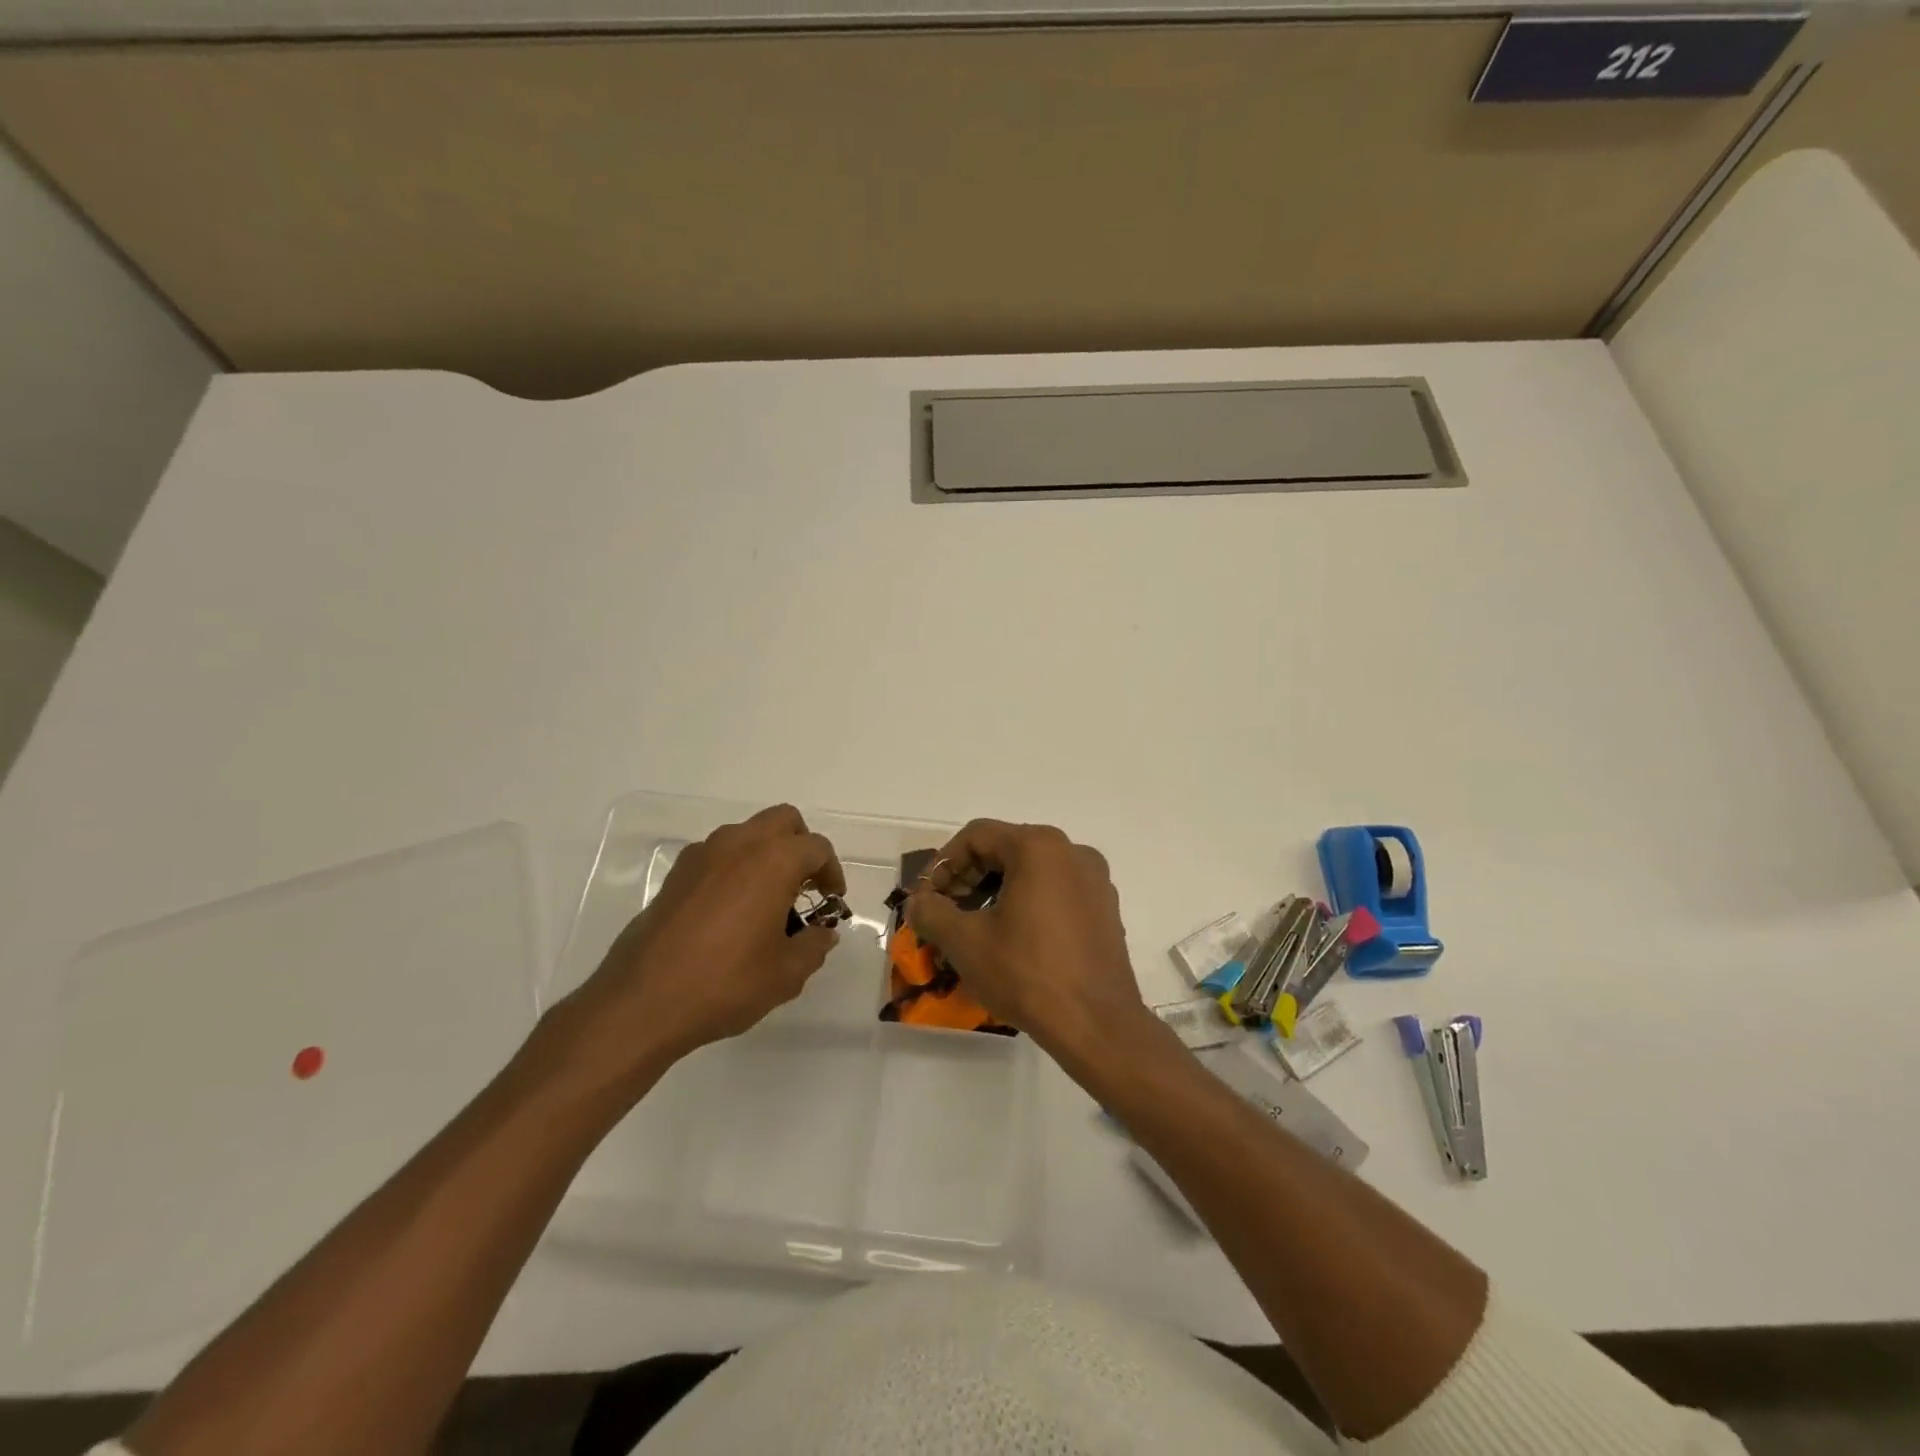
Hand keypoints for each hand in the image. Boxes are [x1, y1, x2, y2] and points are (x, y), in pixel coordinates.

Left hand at [557, 805, 845, 1080]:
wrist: (643, 1002)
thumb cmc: (726, 983)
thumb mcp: (786, 974)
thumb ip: (814, 947)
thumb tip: (823, 934)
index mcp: (774, 861)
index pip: (816, 848)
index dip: (832, 872)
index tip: (831, 900)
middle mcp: (739, 845)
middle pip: (783, 821)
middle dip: (801, 846)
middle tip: (805, 886)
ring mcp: (703, 855)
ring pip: (748, 833)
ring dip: (767, 854)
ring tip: (768, 900)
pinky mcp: (676, 874)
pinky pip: (718, 854)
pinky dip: (735, 867)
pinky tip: (732, 910)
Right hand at [905, 820, 1147, 1054]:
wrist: (1097, 1025)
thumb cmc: (1027, 973)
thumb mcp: (965, 942)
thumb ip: (932, 912)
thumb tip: (917, 903)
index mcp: (1039, 847)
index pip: (977, 836)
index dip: (943, 864)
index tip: (925, 898)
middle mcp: (1072, 852)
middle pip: (1006, 849)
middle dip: (968, 878)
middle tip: (945, 912)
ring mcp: (1094, 880)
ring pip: (1032, 871)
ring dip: (996, 891)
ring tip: (974, 928)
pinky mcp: (1105, 909)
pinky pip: (1056, 891)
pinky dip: (1027, 904)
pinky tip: (1012, 939)